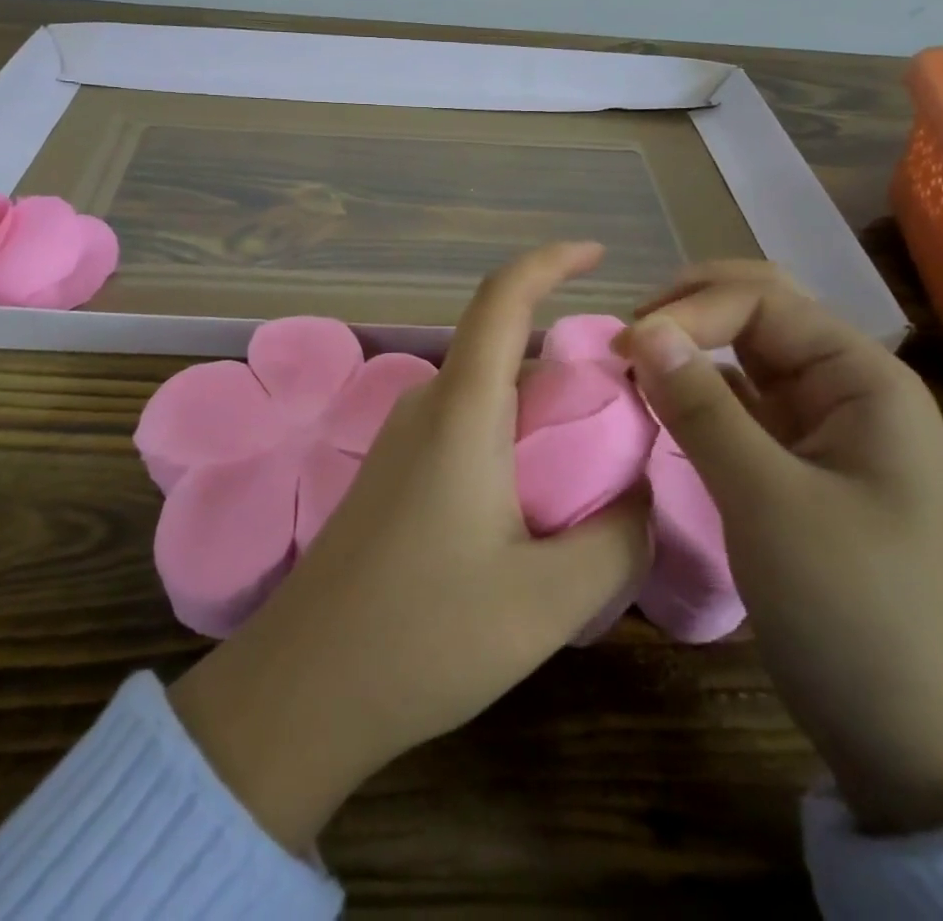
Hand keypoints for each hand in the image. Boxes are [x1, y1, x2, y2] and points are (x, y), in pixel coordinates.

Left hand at [168, 242, 651, 853]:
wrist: (303, 690)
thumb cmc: (424, 636)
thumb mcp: (548, 599)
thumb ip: (617, 538)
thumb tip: (639, 496)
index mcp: (461, 410)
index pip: (502, 298)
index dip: (549, 261)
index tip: (597, 253)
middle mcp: (426, 406)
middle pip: (505, 353)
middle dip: (569, 368)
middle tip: (629, 418)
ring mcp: (400, 440)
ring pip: (486, 396)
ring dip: (540, 414)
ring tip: (593, 472)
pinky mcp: (391, 475)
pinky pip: (464, 430)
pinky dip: (510, 442)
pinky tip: (535, 506)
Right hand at [616, 261, 942, 834]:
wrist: (917, 740)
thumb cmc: (854, 611)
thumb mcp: (768, 502)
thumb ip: (702, 407)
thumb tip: (641, 330)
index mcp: (863, 378)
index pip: (762, 303)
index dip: (688, 312)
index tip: (623, 350)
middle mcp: (846, 387)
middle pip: (760, 312)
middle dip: (689, 310)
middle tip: (626, 337)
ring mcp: (822, 425)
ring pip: (746, 355)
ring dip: (689, 348)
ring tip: (630, 363)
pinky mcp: (797, 462)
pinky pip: (741, 402)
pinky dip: (696, 392)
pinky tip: (658, 401)